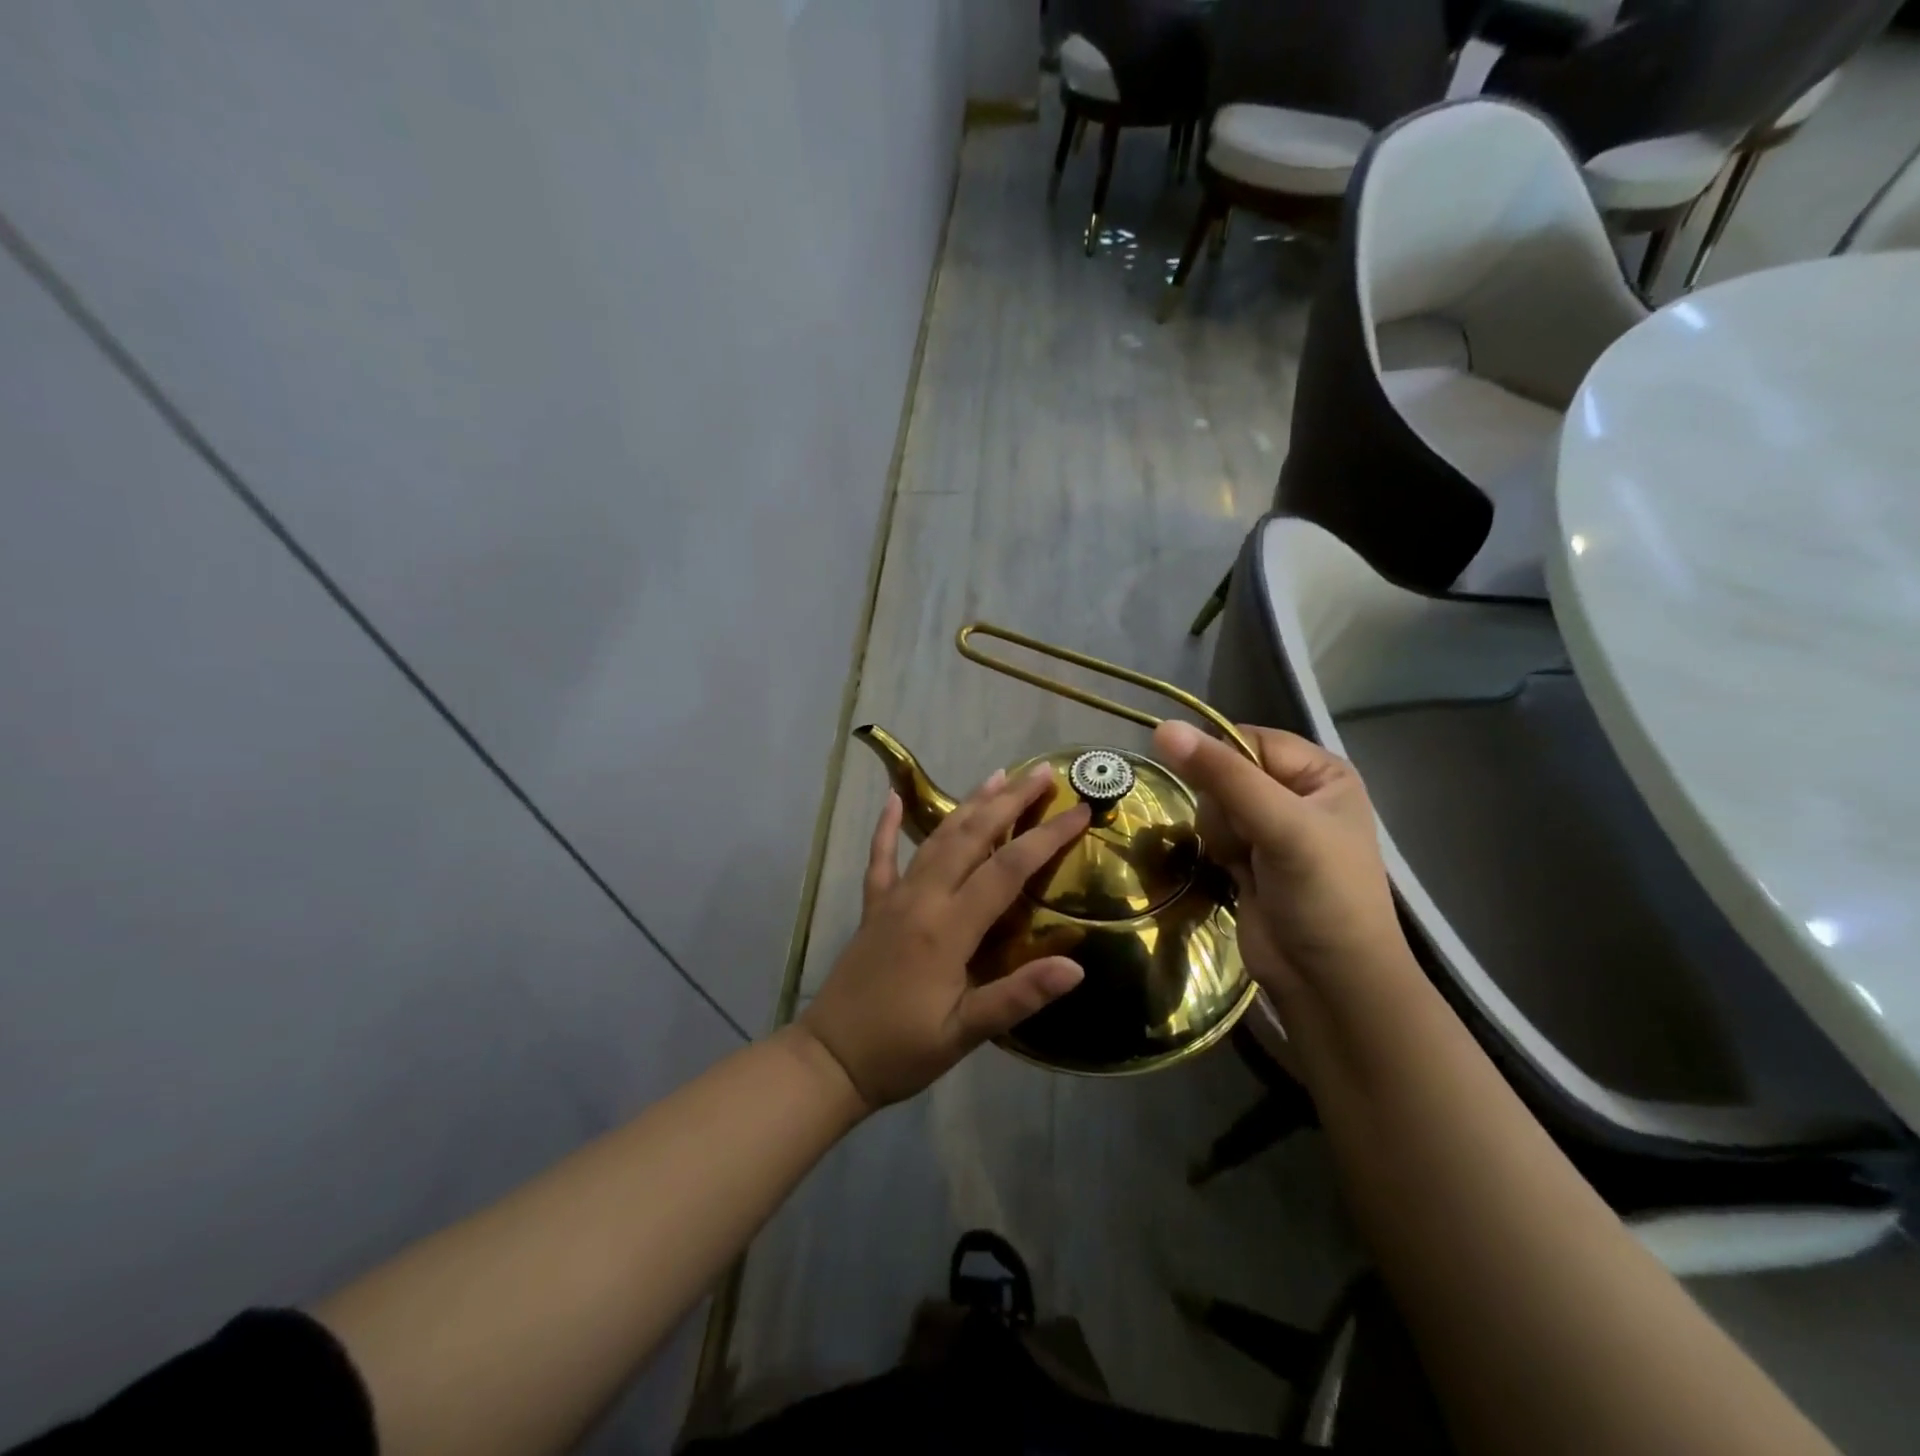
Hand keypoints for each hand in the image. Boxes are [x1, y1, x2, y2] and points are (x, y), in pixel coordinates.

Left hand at [799, 764, 1090, 1109]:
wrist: (830, 1060)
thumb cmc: (902, 1051)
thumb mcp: (964, 1034)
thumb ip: (1017, 997)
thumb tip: (1076, 967)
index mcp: (948, 928)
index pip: (1007, 869)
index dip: (1046, 837)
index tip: (1079, 811)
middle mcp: (921, 899)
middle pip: (972, 837)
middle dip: (1010, 801)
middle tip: (1042, 772)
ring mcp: (893, 898)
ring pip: (935, 838)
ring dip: (968, 804)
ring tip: (997, 775)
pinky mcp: (873, 907)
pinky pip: (881, 857)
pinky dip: (888, 826)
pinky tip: (893, 798)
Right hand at [1152, 720, 1410, 1006]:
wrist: (1329, 982)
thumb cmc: (1323, 895)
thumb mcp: (1281, 826)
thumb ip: (1223, 776)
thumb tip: (1161, 728)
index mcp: (1320, 772)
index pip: (1248, 739)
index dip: (1221, 760)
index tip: (1210, 790)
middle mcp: (1296, 793)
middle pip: (1225, 772)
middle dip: (1224, 806)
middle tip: (1248, 841)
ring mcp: (1271, 828)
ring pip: (1212, 803)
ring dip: (1220, 834)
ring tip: (1245, 864)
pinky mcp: (1249, 858)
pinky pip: (1212, 833)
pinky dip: (1216, 851)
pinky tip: (1234, 874)